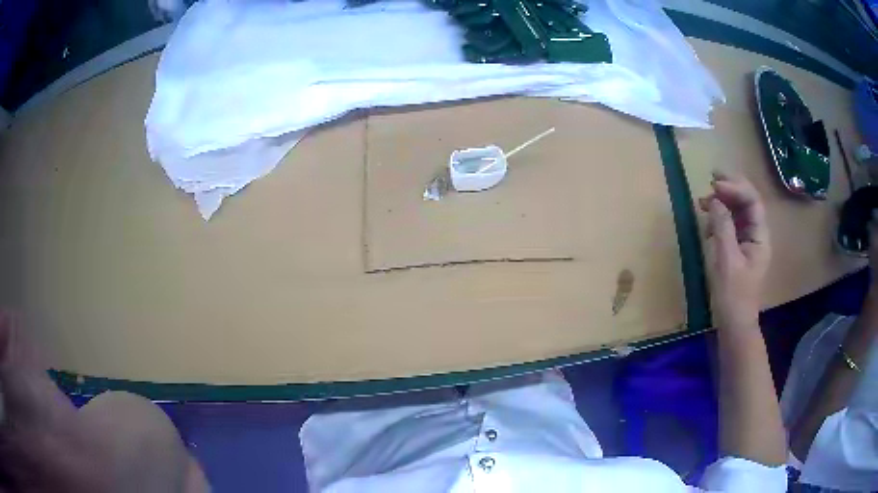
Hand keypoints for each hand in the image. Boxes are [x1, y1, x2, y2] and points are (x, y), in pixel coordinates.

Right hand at [698, 172, 769, 330]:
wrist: (734, 324)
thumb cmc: (733, 295)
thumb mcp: (727, 260)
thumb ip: (722, 227)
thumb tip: (714, 200)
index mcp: (760, 237)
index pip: (752, 201)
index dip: (735, 188)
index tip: (714, 184)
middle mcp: (757, 234)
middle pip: (748, 201)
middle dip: (731, 187)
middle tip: (712, 177)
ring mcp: (747, 241)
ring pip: (738, 211)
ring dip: (723, 201)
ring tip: (703, 200)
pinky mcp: (738, 249)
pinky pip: (731, 224)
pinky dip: (720, 217)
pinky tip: (708, 221)